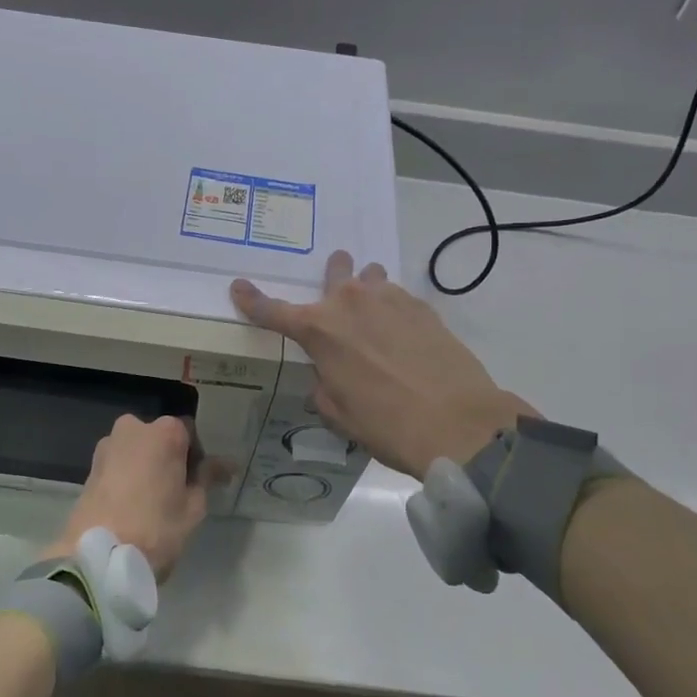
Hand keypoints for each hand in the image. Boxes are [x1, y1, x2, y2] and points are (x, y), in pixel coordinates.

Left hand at [45, 415, 222, 578]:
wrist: (99, 557)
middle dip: (169, 459)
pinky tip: (132, 505)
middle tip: (178, 492)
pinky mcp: (89, 468)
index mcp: (164, 432)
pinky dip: (128, 478)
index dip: (198, 457)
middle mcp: (133, 428)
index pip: (190, 434)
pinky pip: (118, 466)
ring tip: (153, 501)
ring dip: (146, 467)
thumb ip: (208, 477)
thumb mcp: (193, 506)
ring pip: (136, 451)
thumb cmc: (156, 527)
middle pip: (159, 439)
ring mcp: (107, 446)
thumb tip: (226, 464)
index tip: (201, 481)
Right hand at [231, 249, 535, 480]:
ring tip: (375, 313)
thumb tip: (330, 374)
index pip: (273, 311)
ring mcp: (391, 299)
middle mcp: (351, 303)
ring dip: (367, 289)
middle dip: (332, 275)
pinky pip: (399, 297)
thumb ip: (324, 384)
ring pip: (371, 278)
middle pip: (334, 273)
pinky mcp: (423, 307)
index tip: (238, 287)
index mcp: (320, 331)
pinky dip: (394, 310)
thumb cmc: (387, 424)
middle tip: (336, 285)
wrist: (458, 422)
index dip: (252, 300)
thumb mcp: (339, 413)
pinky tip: (404, 334)